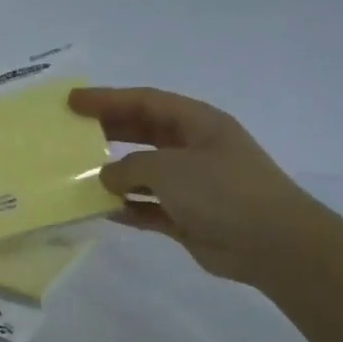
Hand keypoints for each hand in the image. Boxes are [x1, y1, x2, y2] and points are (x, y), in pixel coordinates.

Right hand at [69, 86, 315, 283]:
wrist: (271, 243)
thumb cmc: (222, 191)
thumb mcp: (170, 168)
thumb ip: (130, 167)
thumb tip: (107, 178)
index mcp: (197, 123)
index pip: (146, 102)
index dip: (107, 99)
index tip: (72, 101)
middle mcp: (194, 149)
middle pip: (143, 133)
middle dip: (108, 131)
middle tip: (71, 133)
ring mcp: (192, 184)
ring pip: (144, 173)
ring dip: (114, 175)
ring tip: (78, 174)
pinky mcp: (187, 217)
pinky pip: (148, 207)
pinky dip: (127, 208)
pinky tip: (101, 210)